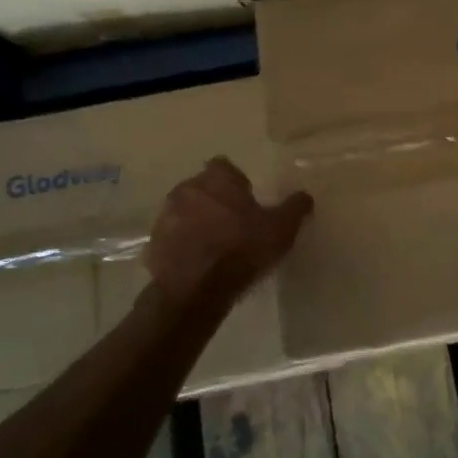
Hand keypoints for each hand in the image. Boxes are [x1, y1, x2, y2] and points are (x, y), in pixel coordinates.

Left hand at [146, 157, 312, 308]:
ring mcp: (165, 217)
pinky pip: (172, 238)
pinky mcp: (153, 244)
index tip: (246, 198)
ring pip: (184, 211)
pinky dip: (182, 245)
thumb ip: (295, 207)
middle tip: (233, 223)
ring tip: (215, 245)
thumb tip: (305, 196)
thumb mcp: (281, 228)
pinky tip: (198, 263)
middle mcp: (187, 189)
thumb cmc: (243, 249)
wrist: (196, 290)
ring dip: (196, 222)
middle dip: (215, 200)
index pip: (224, 166)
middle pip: (202, 187)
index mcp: (217, 179)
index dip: (235, 181)